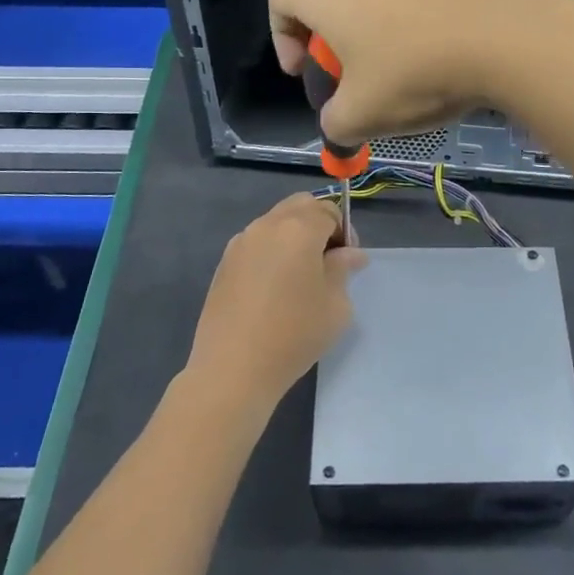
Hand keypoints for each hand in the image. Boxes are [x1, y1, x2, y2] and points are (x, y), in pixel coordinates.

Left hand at [185, 193, 364, 414]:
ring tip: (301, 275)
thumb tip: (349, 254)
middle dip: (319, 223)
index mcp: (299, 228)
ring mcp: (241, 242)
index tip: (349, 260)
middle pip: (300, 205)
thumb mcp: (335, 304)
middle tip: (328, 259)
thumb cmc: (294, 334)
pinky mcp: (224, 263)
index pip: (329, 210)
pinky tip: (275, 288)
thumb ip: (343, 269)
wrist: (232, 369)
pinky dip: (272, 251)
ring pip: (275, 222)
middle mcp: (267, 225)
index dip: (345, 230)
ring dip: (294, 236)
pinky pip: (256, 243)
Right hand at [268, 0, 570, 146]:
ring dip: (367, 43)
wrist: (502, 39)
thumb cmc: (414, 73)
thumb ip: (334, 125)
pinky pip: (403, 5)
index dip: (280, 36)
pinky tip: (429, 68)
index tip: (305, 72)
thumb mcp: (361, 115)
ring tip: (392, 82)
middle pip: (324, 1)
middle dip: (326, 46)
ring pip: (366, 4)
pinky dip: (401, 34)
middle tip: (347, 84)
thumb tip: (336, 129)